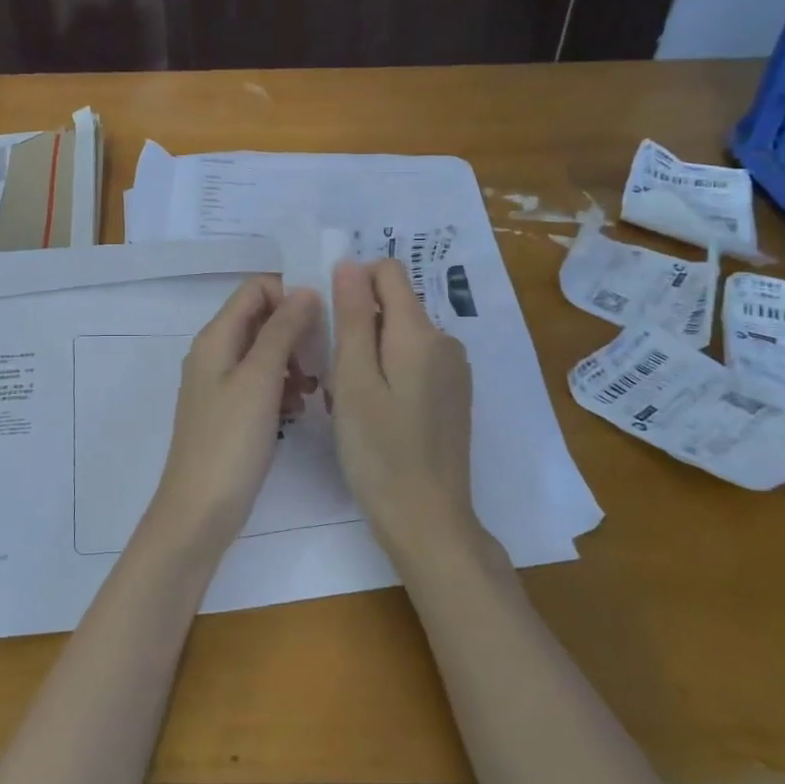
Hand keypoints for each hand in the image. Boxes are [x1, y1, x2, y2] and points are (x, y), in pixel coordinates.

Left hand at [147, 277, 319, 555]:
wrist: (200, 511)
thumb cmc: (230, 442)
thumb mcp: (260, 380)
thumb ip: (282, 331)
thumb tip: (305, 290)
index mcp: (215, 338)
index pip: (255, 288)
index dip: (289, 296)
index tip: (322, 322)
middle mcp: (213, 353)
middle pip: (260, 319)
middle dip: (295, 331)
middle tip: (323, 359)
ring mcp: (219, 384)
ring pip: (264, 353)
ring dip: (292, 362)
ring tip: (312, 390)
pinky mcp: (229, 412)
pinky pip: (260, 384)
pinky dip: (282, 388)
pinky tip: (298, 411)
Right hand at [329, 258, 481, 563]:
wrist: (427, 519)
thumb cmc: (379, 450)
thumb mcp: (354, 380)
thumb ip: (352, 318)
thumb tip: (350, 264)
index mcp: (420, 332)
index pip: (388, 272)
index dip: (353, 284)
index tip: (330, 323)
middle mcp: (445, 342)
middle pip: (394, 306)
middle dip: (359, 326)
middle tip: (334, 375)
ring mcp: (454, 371)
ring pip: (400, 337)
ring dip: (371, 353)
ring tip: (350, 400)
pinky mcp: (453, 396)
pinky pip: (414, 363)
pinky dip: (389, 374)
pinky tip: (375, 414)